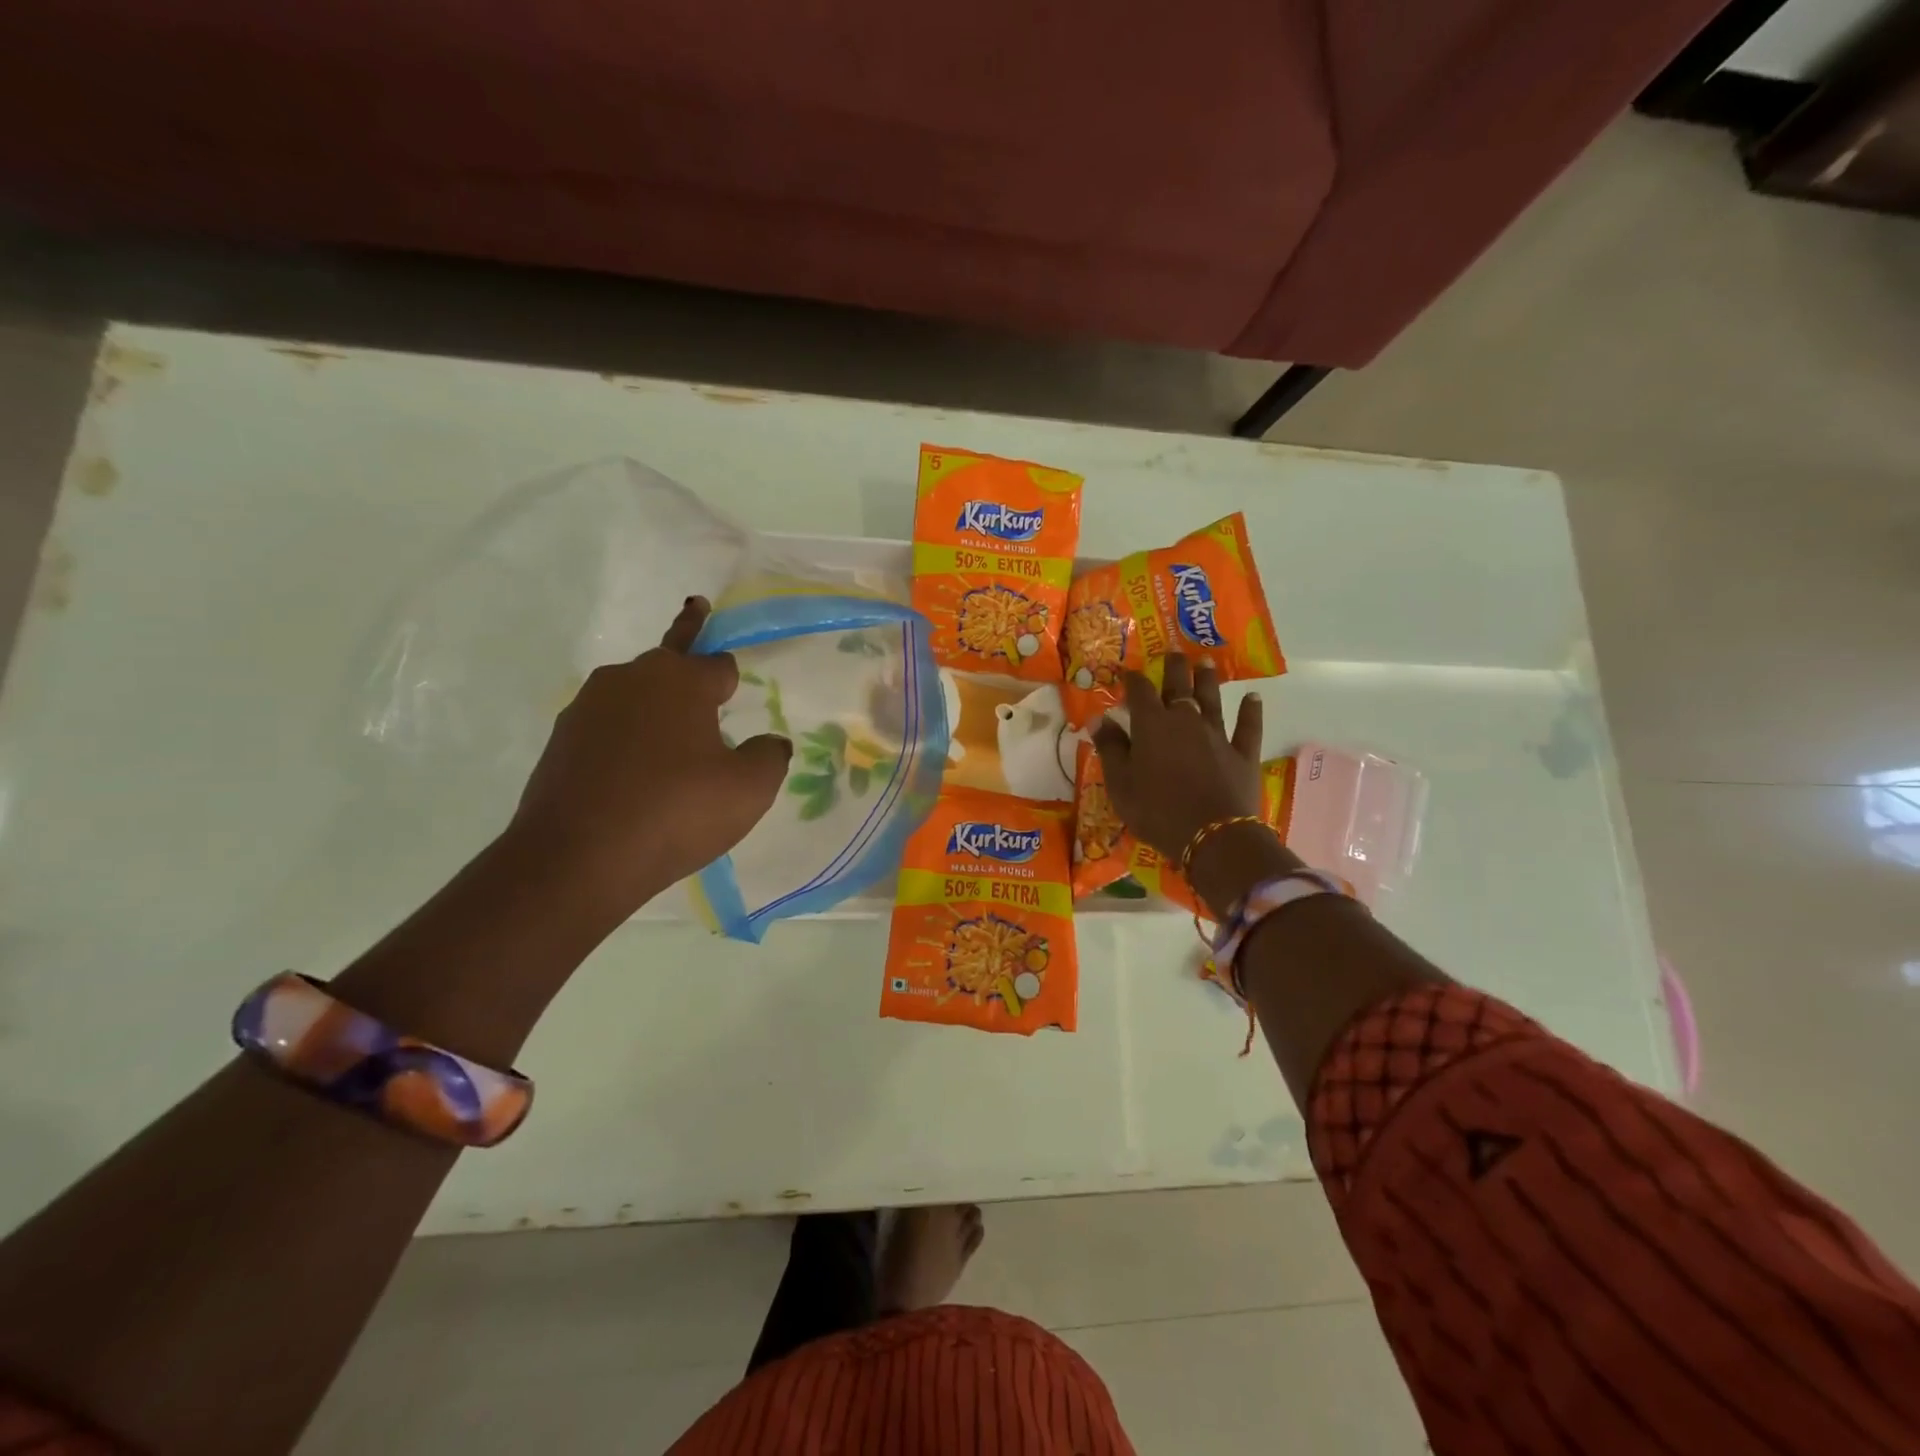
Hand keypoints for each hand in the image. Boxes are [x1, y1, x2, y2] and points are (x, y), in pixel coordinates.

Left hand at [508, 597, 791, 911]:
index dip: (731, 675)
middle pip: (669, 664)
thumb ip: (770, 756)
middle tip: (695, 671)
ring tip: (671, 744)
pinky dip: (626, 741)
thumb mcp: (749, 789)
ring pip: (635, 696)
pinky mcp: (561, 742)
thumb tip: (770, 743)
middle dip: (686, 666)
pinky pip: (607, 729)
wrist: (576, 860)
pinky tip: (635, 776)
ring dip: (655, 708)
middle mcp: (629, 679)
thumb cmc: (676, 812)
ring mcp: (587, 708)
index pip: (717, 663)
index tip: (731, 679)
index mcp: (679, 679)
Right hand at [1092, 655, 1297, 915]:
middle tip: (1174, 653)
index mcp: (1152, 725)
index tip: (1127, 672)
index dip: (1133, 679)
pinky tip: (1254, 698)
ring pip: (1212, 699)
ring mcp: (1217, 735)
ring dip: (1208, 680)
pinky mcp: (1243, 753)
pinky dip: (1251, 711)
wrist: (1212, 835)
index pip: (1140, 692)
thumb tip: (1099, 719)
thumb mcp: (1121, 784)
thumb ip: (1111, 749)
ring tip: (1206, 663)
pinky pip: (1248, 726)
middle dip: (1175, 668)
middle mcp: (1185, 720)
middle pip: (1179, 686)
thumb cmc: (1156, 811)